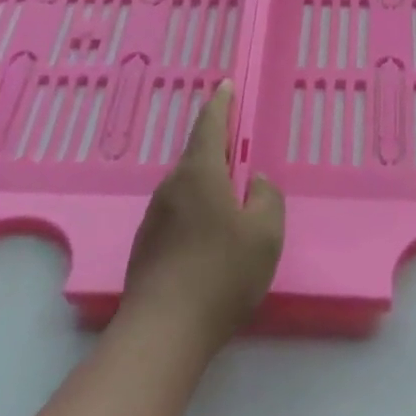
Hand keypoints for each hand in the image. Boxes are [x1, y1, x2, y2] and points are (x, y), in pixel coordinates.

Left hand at [123, 82, 284, 351]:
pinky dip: (197, 210)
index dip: (221, 104)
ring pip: (187, 187)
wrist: (163, 330)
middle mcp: (172, 187)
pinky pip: (178, 212)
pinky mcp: (147, 244)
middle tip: (239, 148)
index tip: (225, 86)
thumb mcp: (265, 234)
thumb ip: (268, 199)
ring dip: (208, 183)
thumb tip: (257, 183)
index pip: (210, 125)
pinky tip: (211, 237)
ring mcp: (154, 216)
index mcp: (200, 174)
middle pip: (197, 156)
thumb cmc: (222, 273)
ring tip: (231, 199)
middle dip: (217, 147)